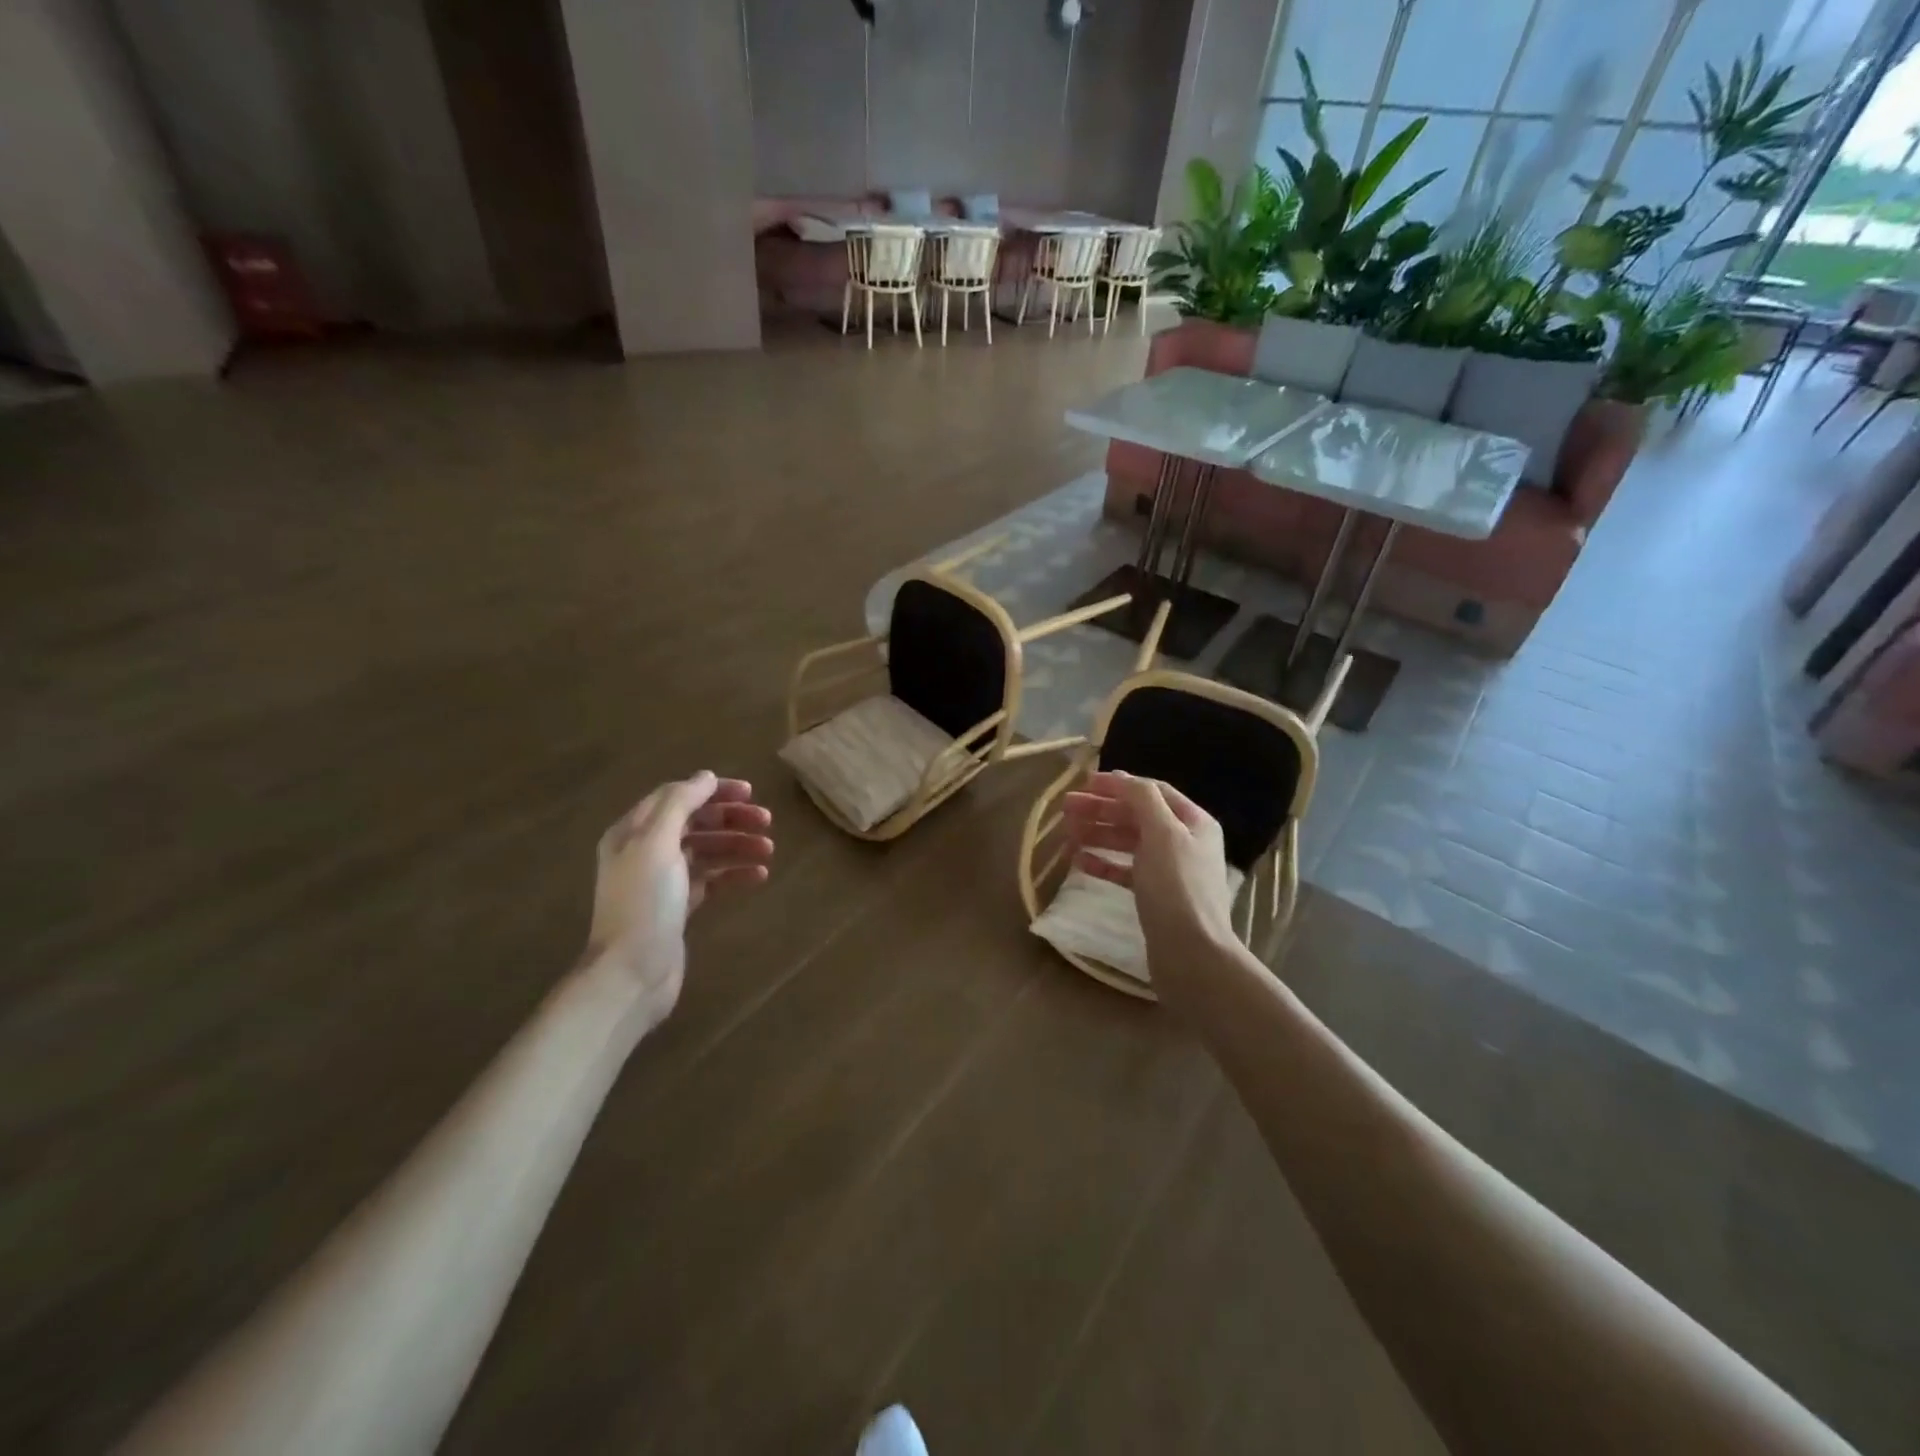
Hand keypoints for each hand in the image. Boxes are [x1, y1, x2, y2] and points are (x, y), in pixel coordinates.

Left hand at [583, 773, 773, 1025]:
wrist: (632, 973)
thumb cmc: (645, 903)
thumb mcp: (658, 844)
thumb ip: (679, 804)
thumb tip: (705, 777)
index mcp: (633, 832)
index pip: (676, 797)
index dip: (712, 791)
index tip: (749, 792)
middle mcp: (646, 851)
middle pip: (694, 822)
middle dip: (730, 818)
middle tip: (766, 820)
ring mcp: (663, 881)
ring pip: (706, 851)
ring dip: (737, 845)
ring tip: (768, 849)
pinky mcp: (679, 907)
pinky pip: (711, 880)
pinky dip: (734, 874)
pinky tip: (759, 875)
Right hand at [1062, 771, 1236, 1005]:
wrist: (1191, 954)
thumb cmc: (1177, 888)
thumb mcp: (1162, 834)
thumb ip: (1142, 799)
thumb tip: (1121, 777)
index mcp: (1193, 822)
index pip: (1151, 791)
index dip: (1118, 784)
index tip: (1083, 783)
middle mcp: (1183, 842)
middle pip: (1137, 816)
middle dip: (1101, 810)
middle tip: (1065, 808)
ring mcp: (1169, 871)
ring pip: (1128, 843)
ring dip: (1098, 834)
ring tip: (1067, 833)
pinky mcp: (1155, 896)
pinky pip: (1125, 871)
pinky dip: (1103, 863)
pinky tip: (1079, 862)